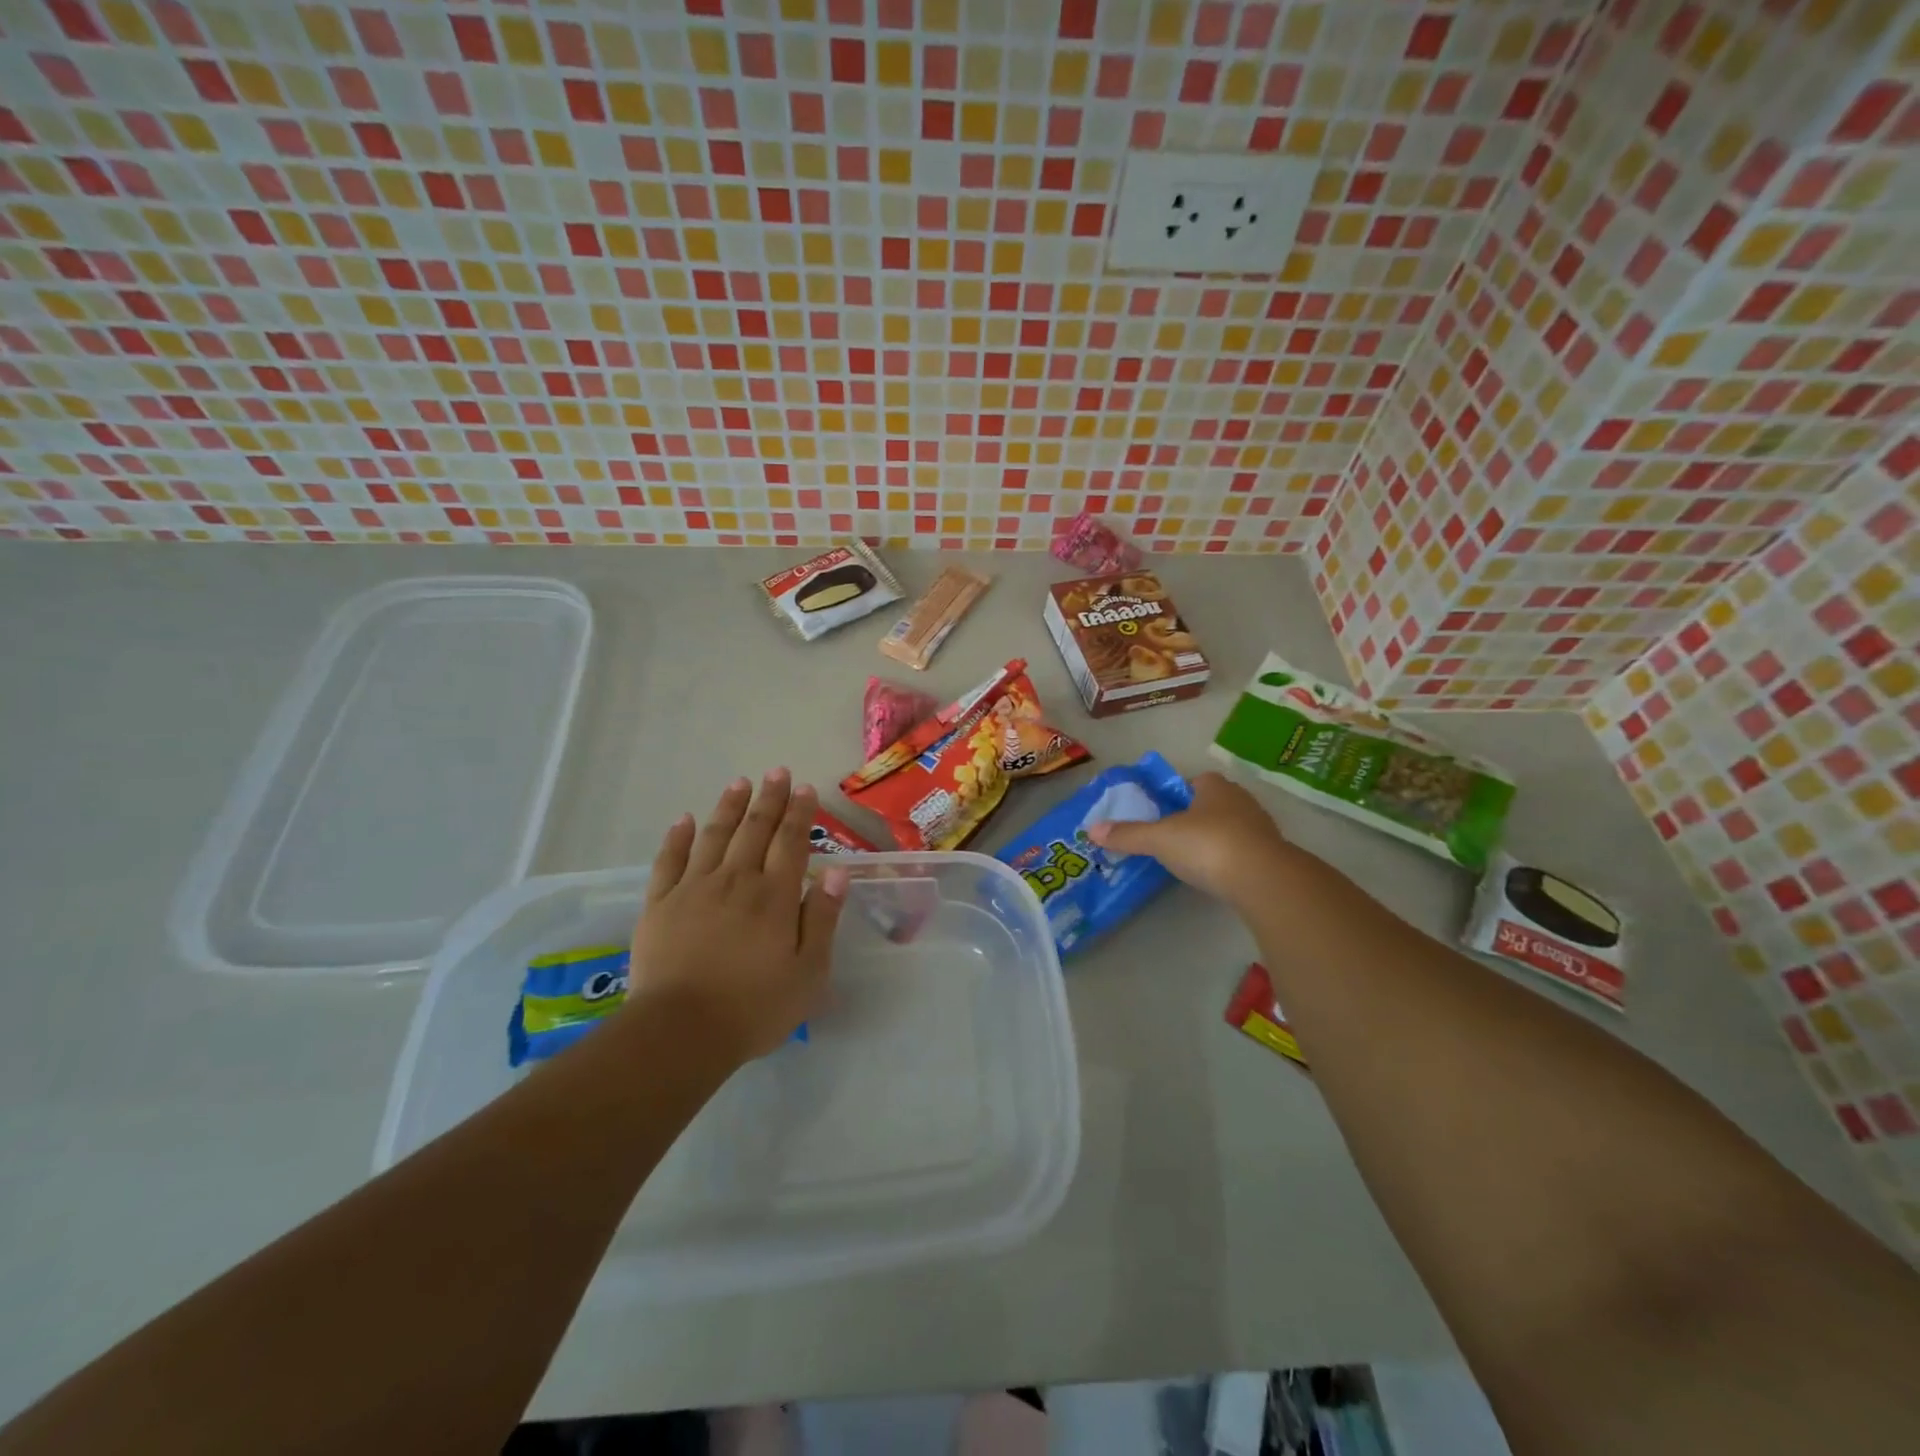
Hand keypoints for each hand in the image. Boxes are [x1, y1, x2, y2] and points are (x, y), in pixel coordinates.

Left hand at [629, 769, 849, 1063]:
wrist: (680, 1033)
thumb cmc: (754, 1007)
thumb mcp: (808, 972)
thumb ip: (823, 918)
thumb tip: (837, 872)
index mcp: (775, 897)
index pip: (791, 843)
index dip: (800, 814)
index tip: (805, 788)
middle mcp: (736, 881)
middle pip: (755, 830)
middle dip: (769, 799)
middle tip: (777, 771)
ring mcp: (694, 889)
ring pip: (715, 836)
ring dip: (729, 807)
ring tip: (740, 782)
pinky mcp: (659, 905)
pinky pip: (669, 861)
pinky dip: (678, 837)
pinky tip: (685, 819)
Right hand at [1086, 770, 1297, 908]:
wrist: (1263, 879)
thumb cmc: (1207, 845)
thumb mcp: (1159, 839)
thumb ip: (1128, 835)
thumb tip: (1091, 830)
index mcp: (1214, 787)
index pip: (1194, 781)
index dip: (1178, 794)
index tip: (1162, 812)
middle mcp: (1240, 800)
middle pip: (1212, 803)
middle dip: (1195, 816)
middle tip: (1172, 836)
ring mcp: (1260, 827)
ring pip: (1230, 827)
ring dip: (1214, 838)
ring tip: (1191, 858)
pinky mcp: (1271, 855)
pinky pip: (1244, 851)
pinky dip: (1229, 859)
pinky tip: (1215, 874)